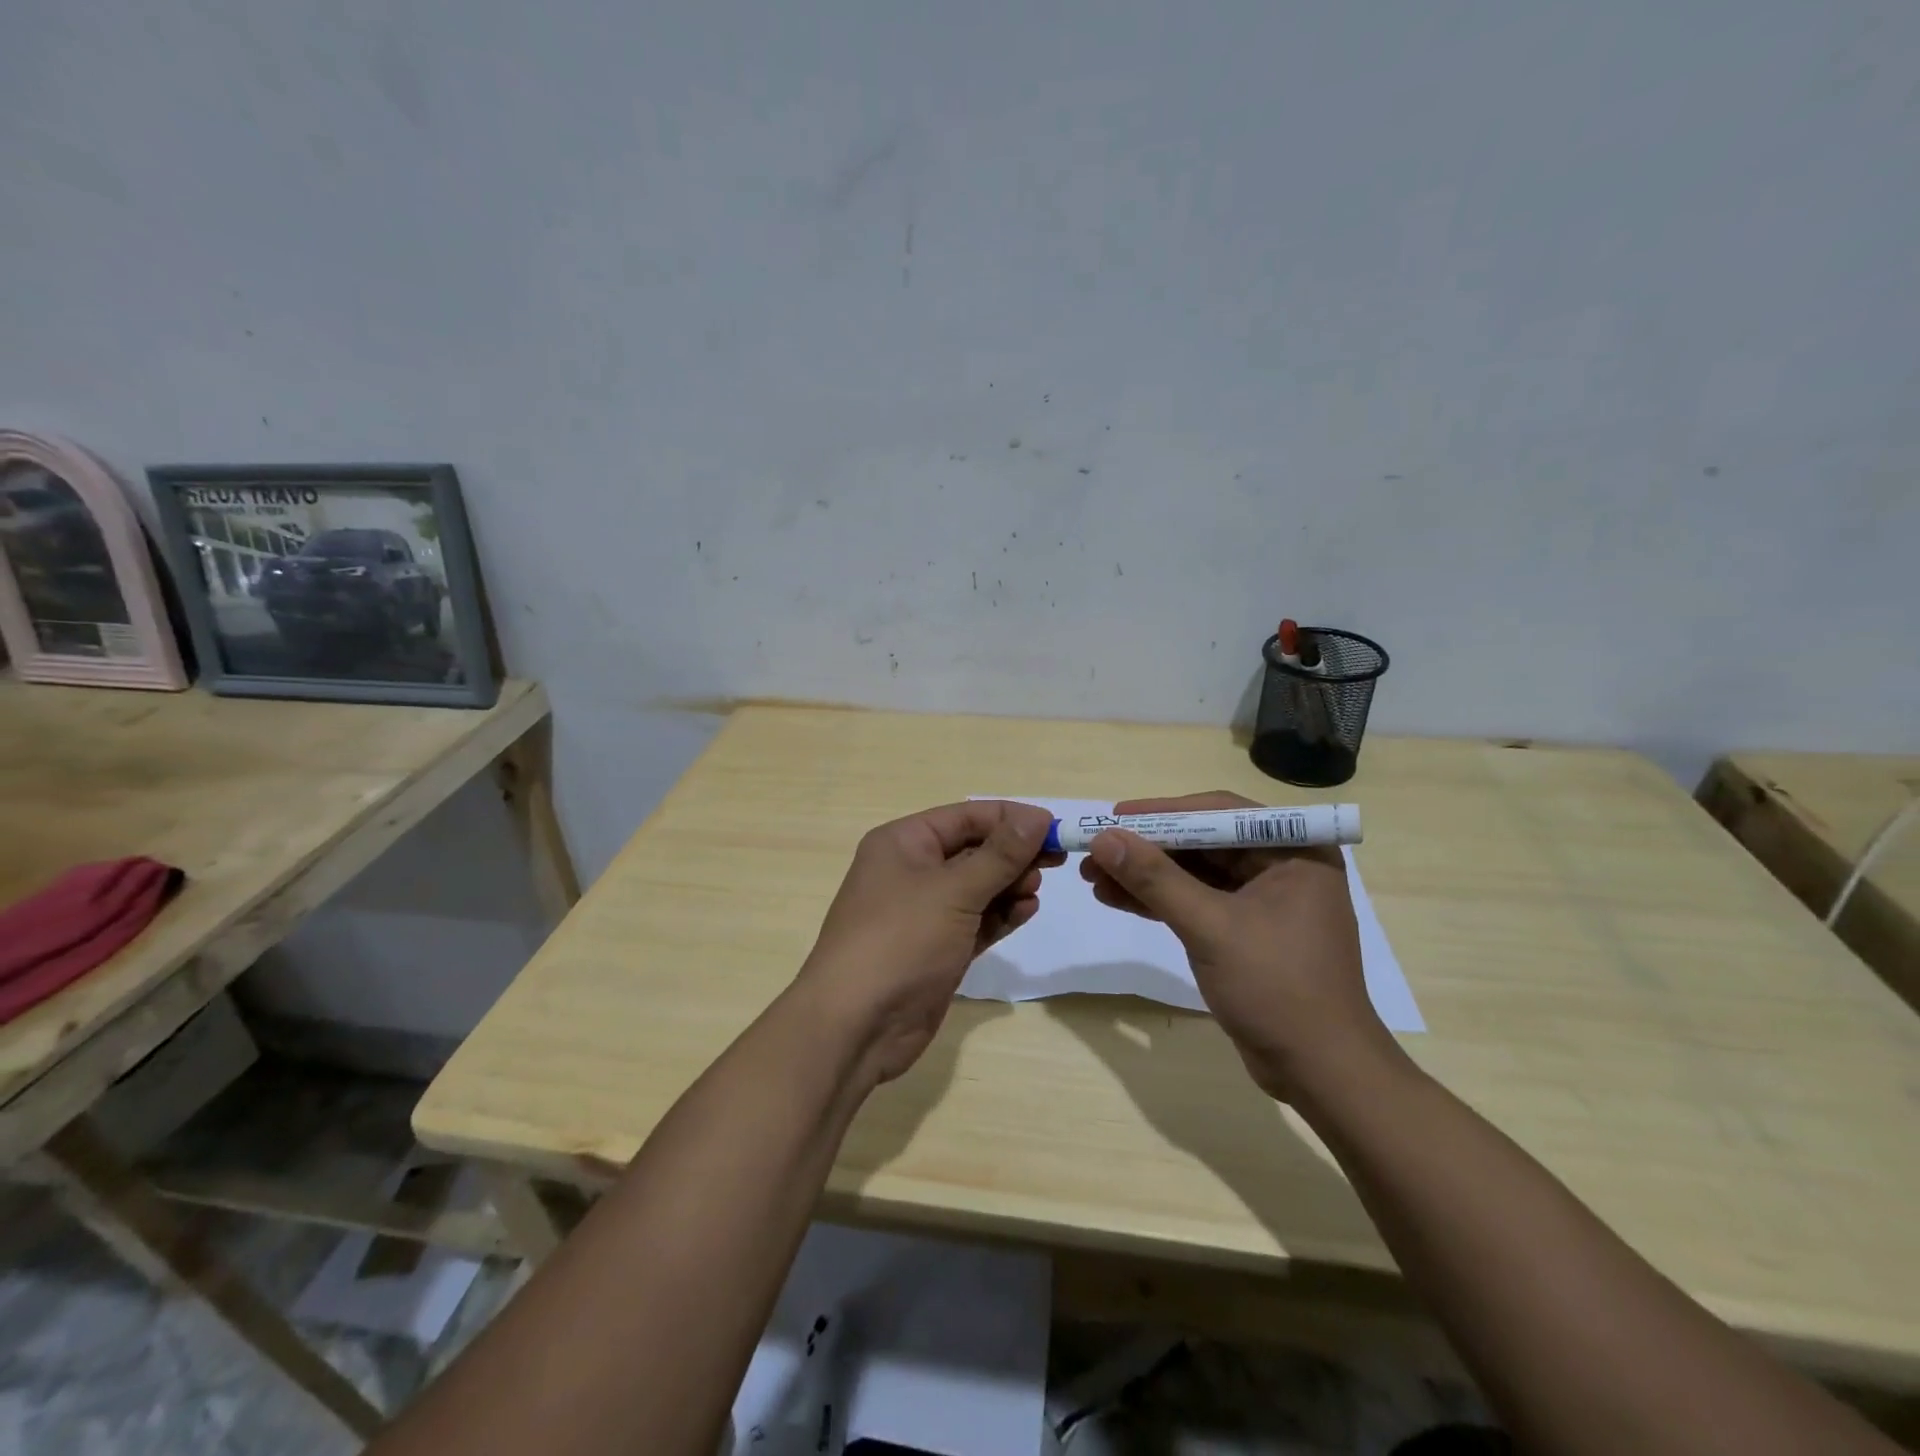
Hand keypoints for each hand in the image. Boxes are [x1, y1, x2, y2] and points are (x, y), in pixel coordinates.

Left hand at [798, 800, 1061, 1084]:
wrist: (856, 1026)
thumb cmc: (901, 940)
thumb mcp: (954, 891)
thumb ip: (1000, 854)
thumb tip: (1038, 817)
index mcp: (903, 843)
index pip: (965, 817)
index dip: (1010, 819)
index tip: (1055, 828)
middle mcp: (911, 870)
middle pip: (973, 850)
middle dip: (1013, 854)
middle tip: (1055, 862)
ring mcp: (924, 912)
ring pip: (977, 887)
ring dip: (1009, 885)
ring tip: (1034, 892)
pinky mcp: (937, 948)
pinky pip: (976, 920)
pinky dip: (1001, 915)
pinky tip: (1026, 912)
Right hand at [1081, 791, 1398, 1100]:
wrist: (1320, 1072)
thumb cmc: (1277, 987)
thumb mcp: (1211, 927)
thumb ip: (1156, 879)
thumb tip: (1102, 839)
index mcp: (1294, 851)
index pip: (1219, 814)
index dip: (1162, 813)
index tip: (1114, 816)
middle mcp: (1282, 866)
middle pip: (1203, 842)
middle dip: (1147, 848)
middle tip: (1096, 850)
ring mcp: (1264, 901)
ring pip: (1195, 874)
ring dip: (1146, 875)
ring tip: (1093, 876)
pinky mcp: (1247, 932)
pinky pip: (1197, 902)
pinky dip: (1159, 901)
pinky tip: (1117, 898)